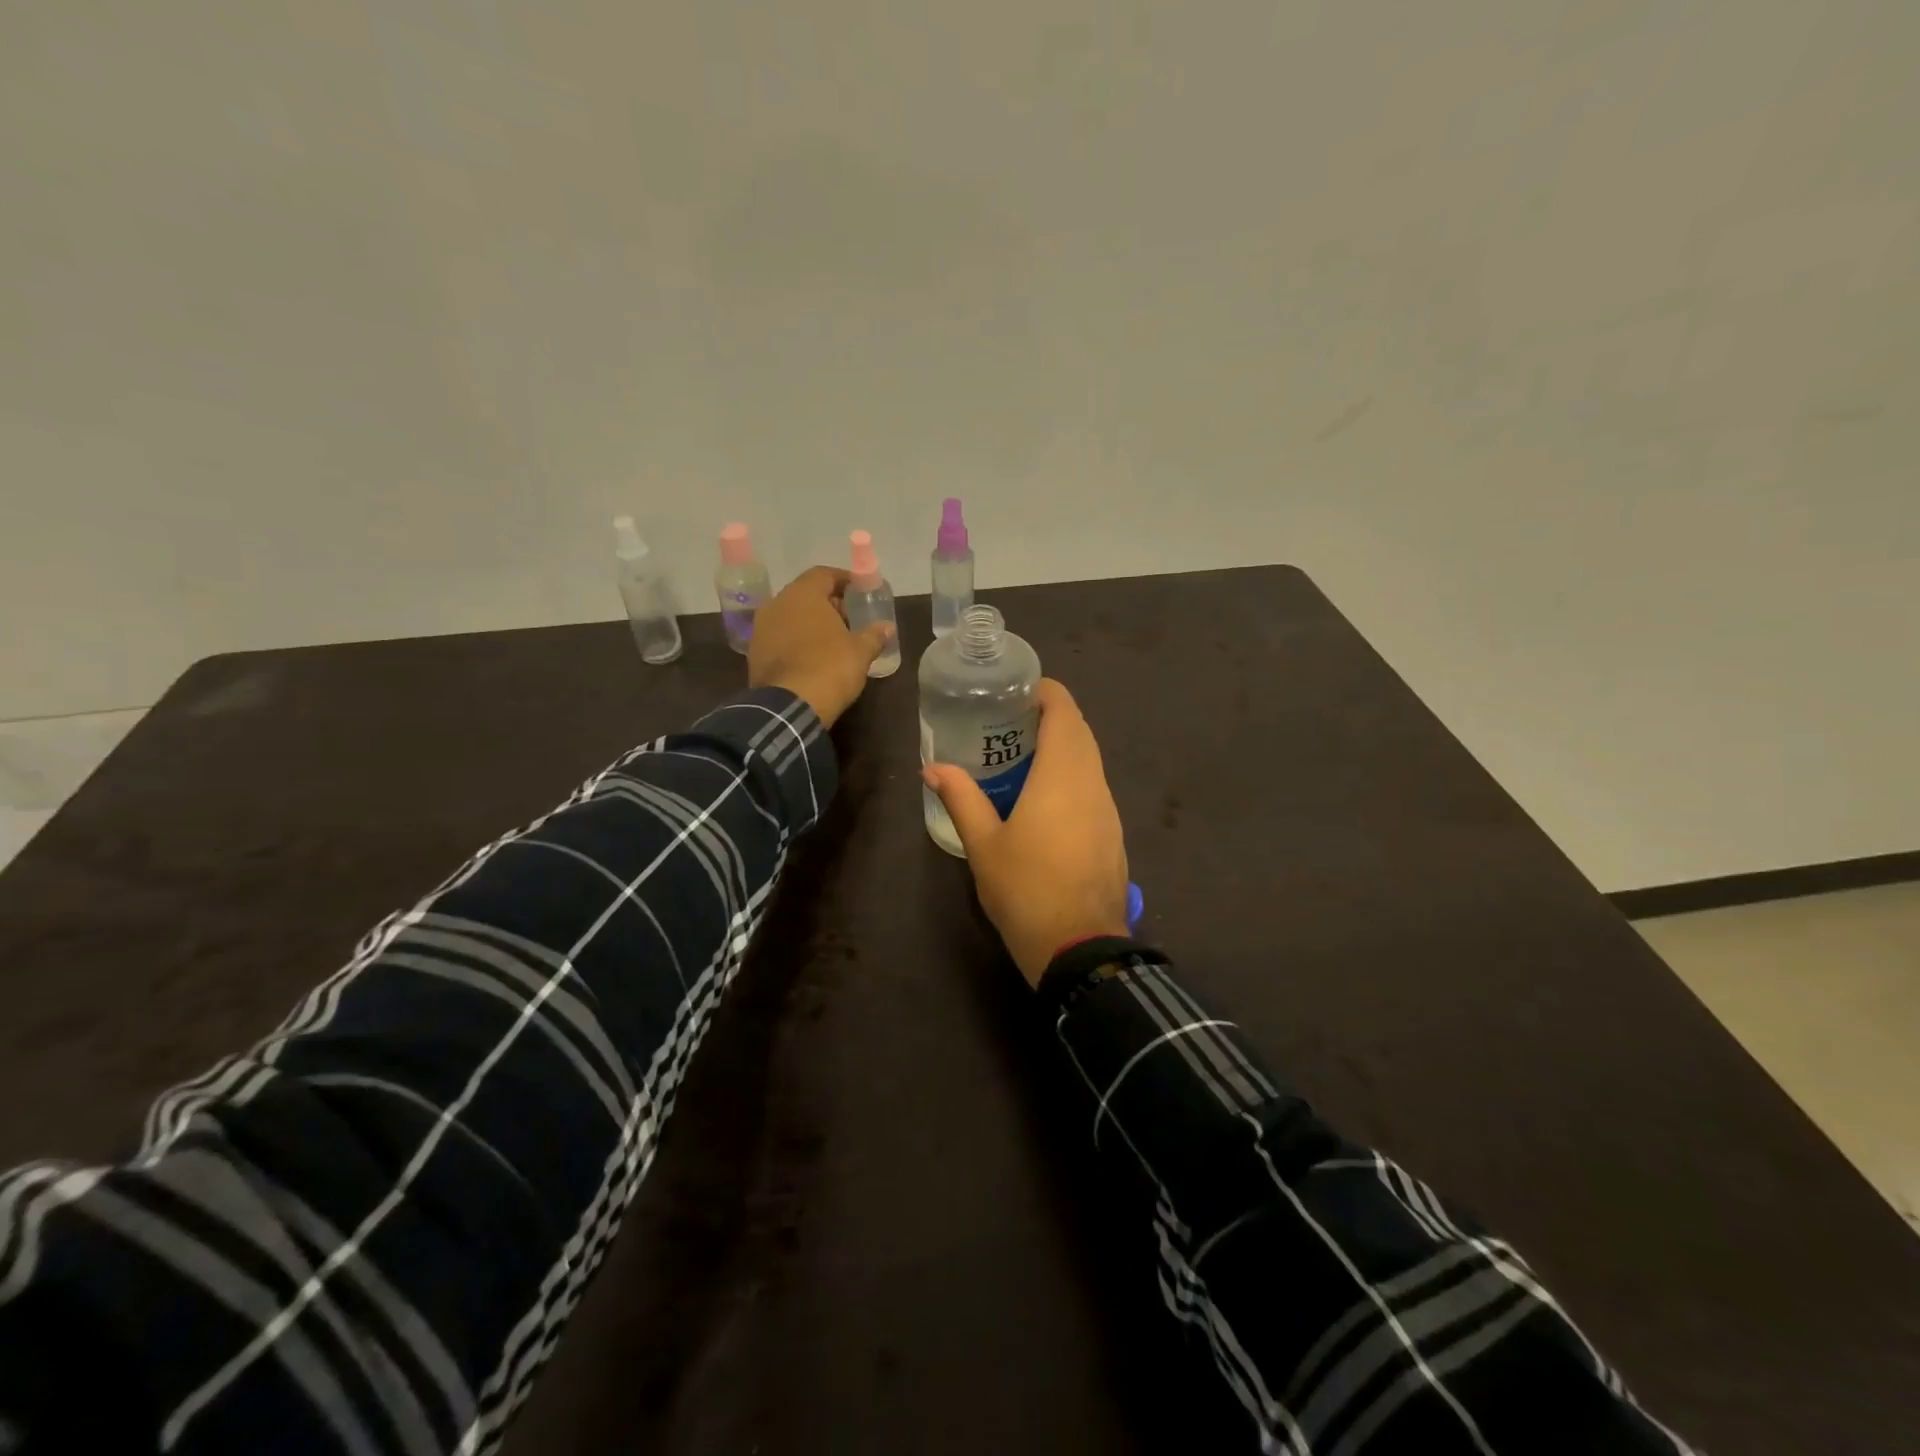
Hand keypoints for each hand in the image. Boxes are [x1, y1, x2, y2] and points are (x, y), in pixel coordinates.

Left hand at [748, 566, 892, 726]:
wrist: (790, 705)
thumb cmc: (830, 667)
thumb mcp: (861, 651)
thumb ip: (874, 634)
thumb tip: (887, 627)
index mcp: (803, 594)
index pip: (824, 574)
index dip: (843, 580)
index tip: (859, 591)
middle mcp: (777, 604)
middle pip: (805, 594)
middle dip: (827, 604)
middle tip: (848, 618)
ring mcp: (761, 629)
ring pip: (790, 616)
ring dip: (810, 623)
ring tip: (832, 640)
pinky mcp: (754, 653)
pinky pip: (780, 637)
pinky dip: (796, 641)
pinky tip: (812, 657)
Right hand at [923, 679, 1129, 986]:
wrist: (1080, 947)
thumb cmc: (1026, 889)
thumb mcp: (983, 844)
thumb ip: (961, 799)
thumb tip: (933, 768)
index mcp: (1063, 775)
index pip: (1064, 711)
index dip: (1046, 692)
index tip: (1017, 690)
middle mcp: (1092, 782)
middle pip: (1080, 731)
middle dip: (1051, 716)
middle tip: (1009, 721)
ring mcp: (1108, 809)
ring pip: (1090, 760)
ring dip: (1063, 747)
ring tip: (1022, 755)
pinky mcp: (1113, 832)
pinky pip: (1094, 786)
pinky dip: (1072, 775)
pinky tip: (1045, 797)